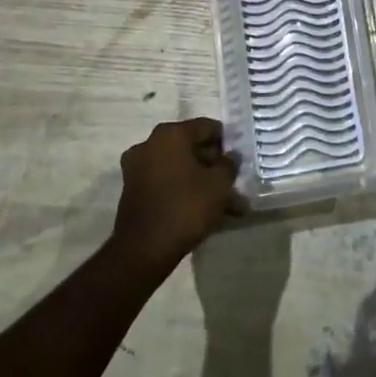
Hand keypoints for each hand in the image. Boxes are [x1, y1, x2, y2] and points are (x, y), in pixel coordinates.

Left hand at [111, 119, 243, 271]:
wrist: (144, 249)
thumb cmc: (186, 206)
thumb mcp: (219, 184)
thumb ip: (229, 165)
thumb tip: (231, 156)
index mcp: (170, 134)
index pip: (206, 127)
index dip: (227, 140)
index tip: (240, 157)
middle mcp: (150, 144)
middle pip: (192, 148)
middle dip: (215, 167)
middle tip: (235, 183)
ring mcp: (138, 168)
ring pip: (181, 170)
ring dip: (204, 184)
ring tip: (229, 206)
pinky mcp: (134, 191)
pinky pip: (168, 184)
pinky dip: (186, 192)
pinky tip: (208, 213)